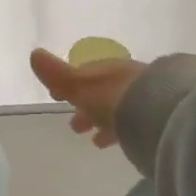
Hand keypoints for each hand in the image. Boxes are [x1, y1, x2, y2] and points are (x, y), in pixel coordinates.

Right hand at [30, 47, 147, 148]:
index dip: (67, 85)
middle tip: (74, 126)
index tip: (56, 96)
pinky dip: (121, 130)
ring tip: (94, 141)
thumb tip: (34, 53)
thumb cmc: (113, 98)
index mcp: (105, 69)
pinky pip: (134, 122)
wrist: (161, 112)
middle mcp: (125, 78)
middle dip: (86, 106)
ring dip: (104, 121)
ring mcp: (144, 96)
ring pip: (118, 108)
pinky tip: (118, 142)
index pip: (83, 74)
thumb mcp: (79, 86)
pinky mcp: (158, 116)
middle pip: (101, 92)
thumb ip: (57, 74)